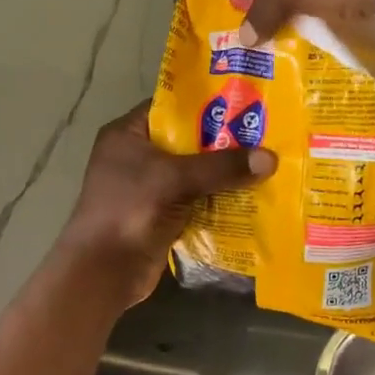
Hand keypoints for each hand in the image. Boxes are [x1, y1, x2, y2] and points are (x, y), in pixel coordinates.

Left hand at [58, 103, 276, 308]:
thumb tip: (271, 158)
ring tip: (265, 162)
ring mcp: (148, 187)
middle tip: (264, 134)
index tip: (244, 102)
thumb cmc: (131, 209)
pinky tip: (251, 194)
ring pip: (194, 171)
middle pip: (187, 140)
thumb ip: (221, 166)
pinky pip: (196, 198)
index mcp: (128, 134)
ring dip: (224, 172)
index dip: (205, 103)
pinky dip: (218, 197)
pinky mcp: (161, 213)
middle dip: (223, 140)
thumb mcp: (176, 179)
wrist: (103, 272)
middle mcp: (137, 155)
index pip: (171, 106)